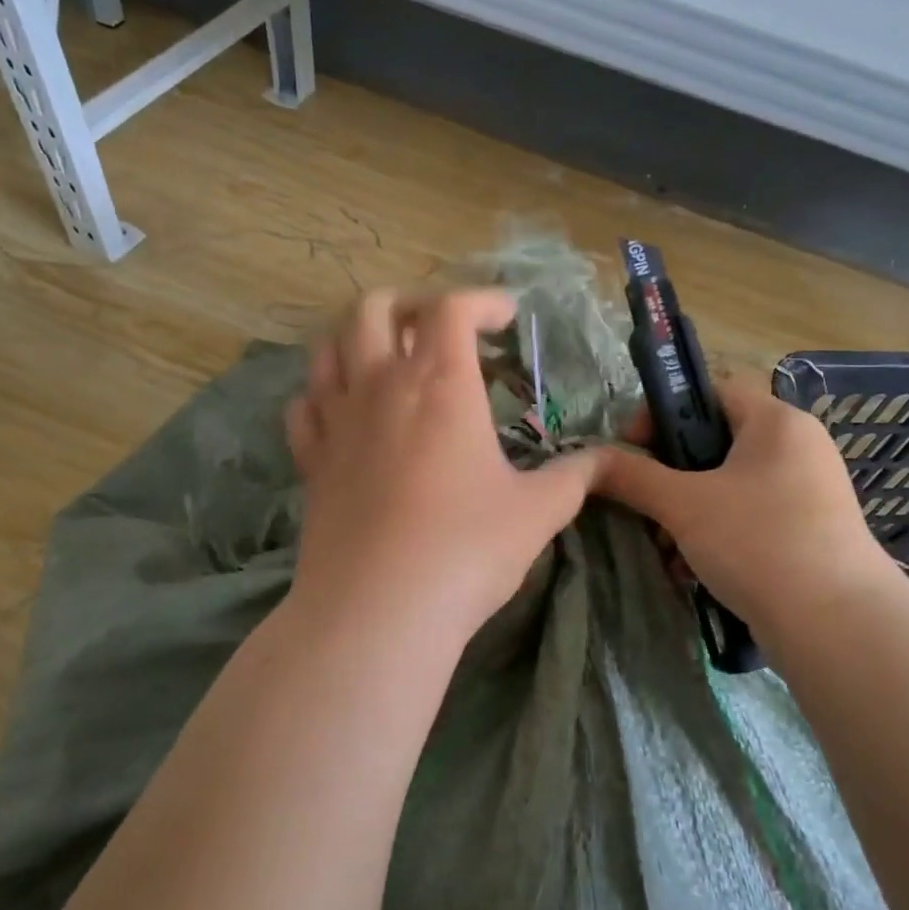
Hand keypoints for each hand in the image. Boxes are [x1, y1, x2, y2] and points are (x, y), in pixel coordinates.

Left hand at [286, 287, 604, 645]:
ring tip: (390, 358)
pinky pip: (304, 404)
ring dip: (360, 338)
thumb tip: (604, 460)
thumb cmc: (466, 549)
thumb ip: (574, 476)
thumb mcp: (538, 512)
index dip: (482, 300)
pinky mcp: (311, 461)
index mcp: (439, 383)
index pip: (451, 308)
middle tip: (441, 329)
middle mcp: (380, 386)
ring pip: (329, 347)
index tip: (506, 317)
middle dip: (410, 303)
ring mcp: (337, 422)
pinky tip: (346, 412)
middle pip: (374, 308)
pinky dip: (324, 392)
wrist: (379, 609)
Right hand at [594, 375, 888, 639]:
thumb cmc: (757, 543)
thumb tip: (591, 460)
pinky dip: (715, 536)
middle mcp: (797, 448)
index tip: (629, 448)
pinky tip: (692, 571)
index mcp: (776, 422)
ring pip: (727, 487)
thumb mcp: (684, 505)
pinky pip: (747, 518)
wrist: (837, 626)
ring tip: (666, 550)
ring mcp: (807, 492)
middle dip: (669, 477)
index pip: (709, 392)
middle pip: (714, 444)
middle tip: (643, 506)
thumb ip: (633, 476)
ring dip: (687, 514)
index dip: (662, 412)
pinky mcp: (808, 532)